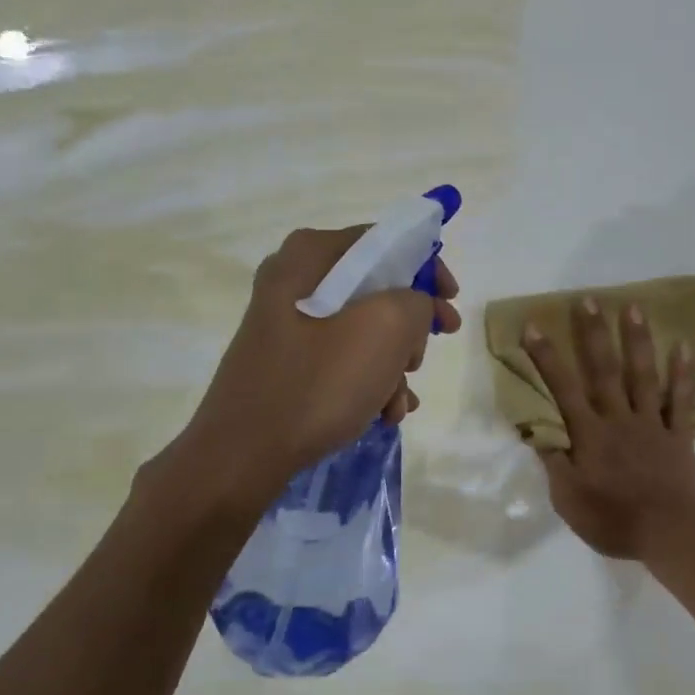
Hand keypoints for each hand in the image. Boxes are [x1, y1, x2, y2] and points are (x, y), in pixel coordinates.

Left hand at [148, 226, 461, 519]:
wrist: (242, 454)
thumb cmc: (319, 382)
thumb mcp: (387, 329)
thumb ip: (418, 300)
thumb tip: (414, 307)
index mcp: (312, 255)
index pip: (387, 240)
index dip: (429, 269)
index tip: (452, 303)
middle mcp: (295, 278)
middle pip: (377, 288)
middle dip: (410, 328)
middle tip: (423, 358)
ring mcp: (287, 322)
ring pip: (363, 328)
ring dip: (393, 364)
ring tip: (399, 402)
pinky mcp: (286, 359)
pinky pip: (341, 356)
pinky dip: (368, 380)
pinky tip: (384, 413)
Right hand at [520, 297, 694, 561]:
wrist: (671, 534)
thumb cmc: (614, 520)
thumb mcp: (569, 500)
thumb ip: (554, 463)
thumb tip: (537, 431)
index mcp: (590, 435)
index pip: (563, 389)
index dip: (547, 357)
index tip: (534, 326)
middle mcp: (619, 419)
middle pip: (604, 371)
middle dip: (593, 334)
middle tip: (588, 300)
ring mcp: (651, 423)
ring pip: (642, 375)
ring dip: (637, 340)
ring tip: (633, 307)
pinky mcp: (678, 434)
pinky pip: (681, 400)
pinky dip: (683, 374)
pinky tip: (685, 347)